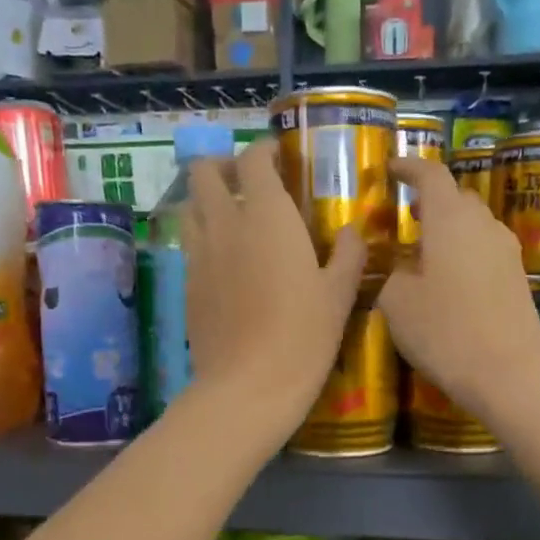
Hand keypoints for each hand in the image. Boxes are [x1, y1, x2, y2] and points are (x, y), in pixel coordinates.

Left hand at [181, 138, 364, 431]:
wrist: (248, 387)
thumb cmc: (303, 337)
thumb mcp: (339, 295)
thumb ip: (348, 254)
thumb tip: (352, 231)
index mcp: (266, 216)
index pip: (253, 160)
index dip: (263, 152)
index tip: (280, 160)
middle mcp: (225, 224)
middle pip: (204, 172)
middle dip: (223, 166)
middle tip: (249, 183)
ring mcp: (199, 255)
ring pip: (189, 206)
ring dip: (208, 201)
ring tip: (233, 218)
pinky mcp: (187, 285)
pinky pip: (190, 245)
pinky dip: (204, 238)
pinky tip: (227, 262)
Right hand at [377, 155, 539, 423]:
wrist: (510, 372)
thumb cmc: (445, 330)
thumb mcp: (397, 303)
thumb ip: (393, 274)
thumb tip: (403, 267)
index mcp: (450, 219)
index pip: (431, 174)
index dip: (409, 168)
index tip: (391, 168)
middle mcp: (484, 225)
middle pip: (458, 198)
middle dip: (432, 201)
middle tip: (408, 216)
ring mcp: (506, 251)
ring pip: (474, 226)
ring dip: (449, 230)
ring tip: (424, 252)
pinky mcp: (517, 278)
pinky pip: (484, 251)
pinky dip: (463, 253)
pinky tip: (448, 281)